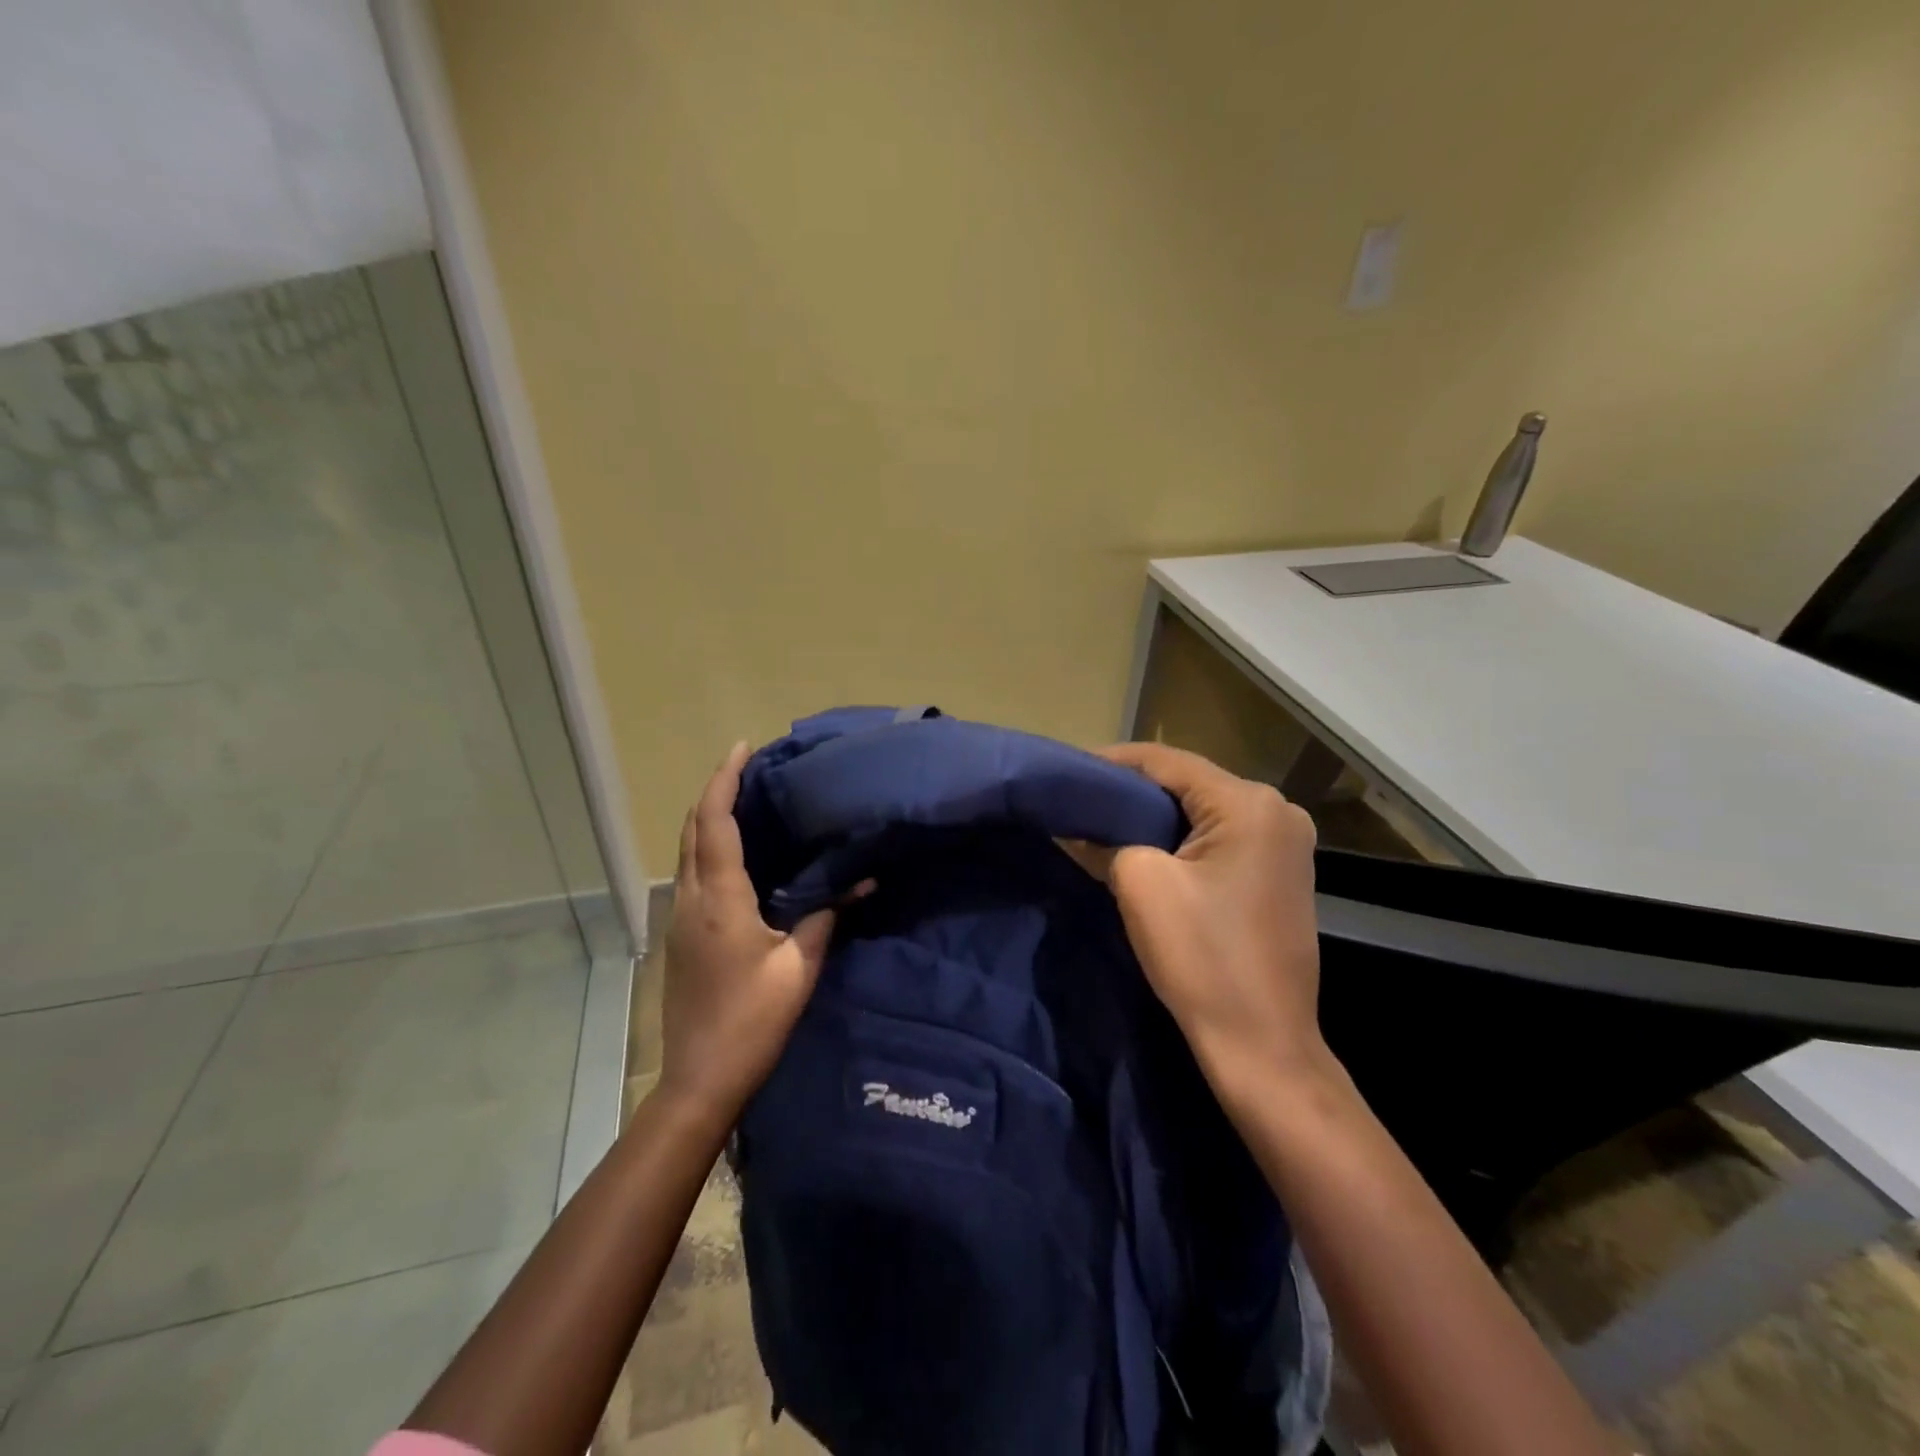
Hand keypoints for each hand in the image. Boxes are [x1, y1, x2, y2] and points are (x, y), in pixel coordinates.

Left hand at [659, 743, 838, 1120]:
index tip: (743, 749)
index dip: (724, 781)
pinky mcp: (681, 935)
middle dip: (715, 791)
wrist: (699, 1079)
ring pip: (687, 850)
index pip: (715, 824)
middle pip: (692, 829)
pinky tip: (738, 854)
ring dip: (709, 818)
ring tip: (746, 800)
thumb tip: (858, 882)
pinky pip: (691, 873)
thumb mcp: (798, 969)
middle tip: (749, 769)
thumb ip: (824, 918)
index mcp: (719, 900)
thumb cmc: (751, 1022)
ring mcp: (680, 918)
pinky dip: (708, 847)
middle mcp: (691, 899)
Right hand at [1093, 742, 1328, 1097]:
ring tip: (1105, 819)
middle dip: (1134, 789)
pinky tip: (1147, 847)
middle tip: (1083, 796)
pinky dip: (1183, 839)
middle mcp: (1278, 811)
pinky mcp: (1282, 873)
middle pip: (1189, 783)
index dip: (1113, 761)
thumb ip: (1105, 840)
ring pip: (1205, 811)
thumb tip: (1077, 827)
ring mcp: (1287, 844)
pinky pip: (1222, 838)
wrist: (1262, 1044)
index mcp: (1250, 804)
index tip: (1069, 768)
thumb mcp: (1139, 885)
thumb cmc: (1202, 958)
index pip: (1168, 762)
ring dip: (1156, 815)